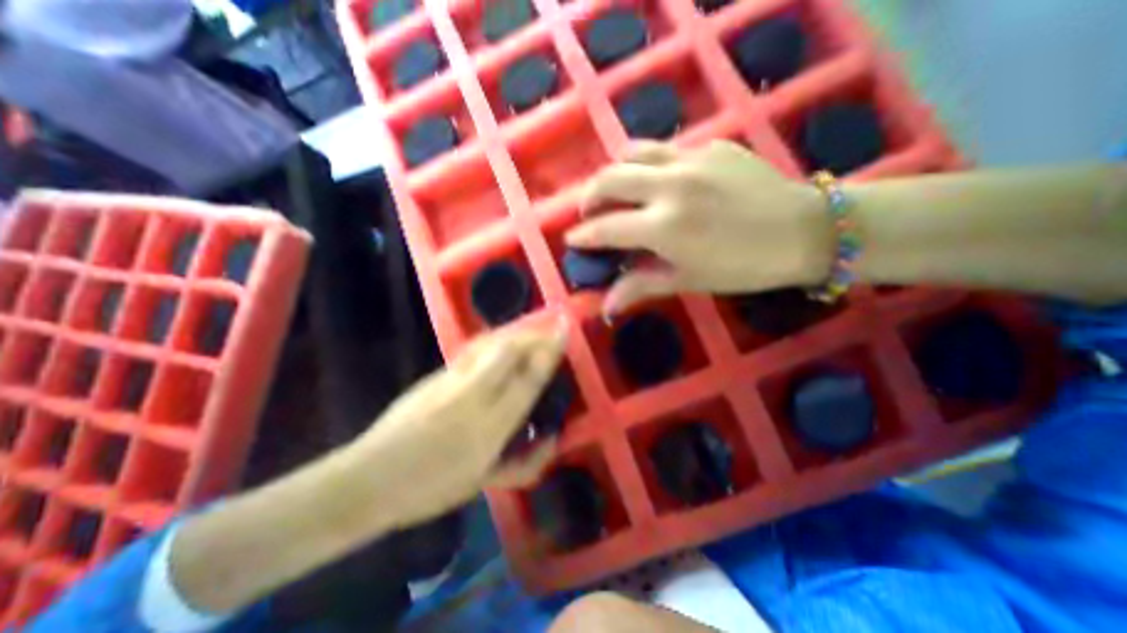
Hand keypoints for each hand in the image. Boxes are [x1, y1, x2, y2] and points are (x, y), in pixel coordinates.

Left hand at [342, 324, 569, 526]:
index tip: (563, 330)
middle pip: (509, 352)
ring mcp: (450, 381)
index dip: (548, 353)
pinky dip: (494, 339)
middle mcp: (473, 397)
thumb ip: (523, 465)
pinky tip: (502, 339)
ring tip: (532, 328)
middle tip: (553, 326)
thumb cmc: (429, 490)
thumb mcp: (482, 484)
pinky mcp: (436, 374)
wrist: (369, 478)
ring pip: (489, 345)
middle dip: (534, 334)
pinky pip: (472, 349)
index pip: (528, 381)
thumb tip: (553, 439)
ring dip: (515, 332)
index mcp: (488, 429)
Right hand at [563, 138, 834, 313]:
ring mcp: (692, 158)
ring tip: (617, 188)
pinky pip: (667, 148)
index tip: (571, 239)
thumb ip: (641, 286)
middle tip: (588, 211)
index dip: (583, 235)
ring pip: (633, 151)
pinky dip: (651, 164)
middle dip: (589, 196)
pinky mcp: (712, 145)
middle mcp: (670, 185)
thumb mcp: (688, 280)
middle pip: (610, 179)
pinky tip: (661, 181)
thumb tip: (607, 306)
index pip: (606, 227)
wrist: (804, 230)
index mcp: (664, 226)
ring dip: (615, 171)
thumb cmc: (743, 266)